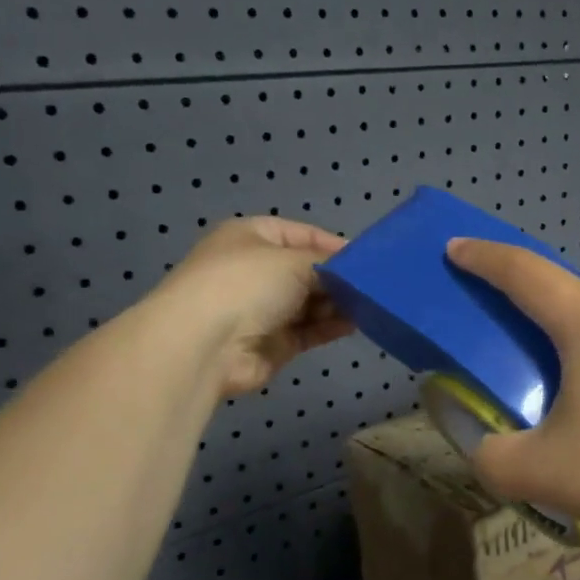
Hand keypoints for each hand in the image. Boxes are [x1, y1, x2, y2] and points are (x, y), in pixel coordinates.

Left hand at [158, 217, 353, 395]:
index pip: (301, 234)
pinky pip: (310, 330)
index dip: (333, 244)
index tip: (367, 257)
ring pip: (311, 303)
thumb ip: (327, 264)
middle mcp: (256, 271)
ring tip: (372, 303)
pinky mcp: (274, 343)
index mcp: (252, 237)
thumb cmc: (246, 284)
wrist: (204, 345)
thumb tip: (350, 272)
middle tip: (375, 284)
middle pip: (307, 271)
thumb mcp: (293, 261)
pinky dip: (331, 326)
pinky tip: (356, 323)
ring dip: (338, 303)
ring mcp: (264, 309)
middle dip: (338, 277)